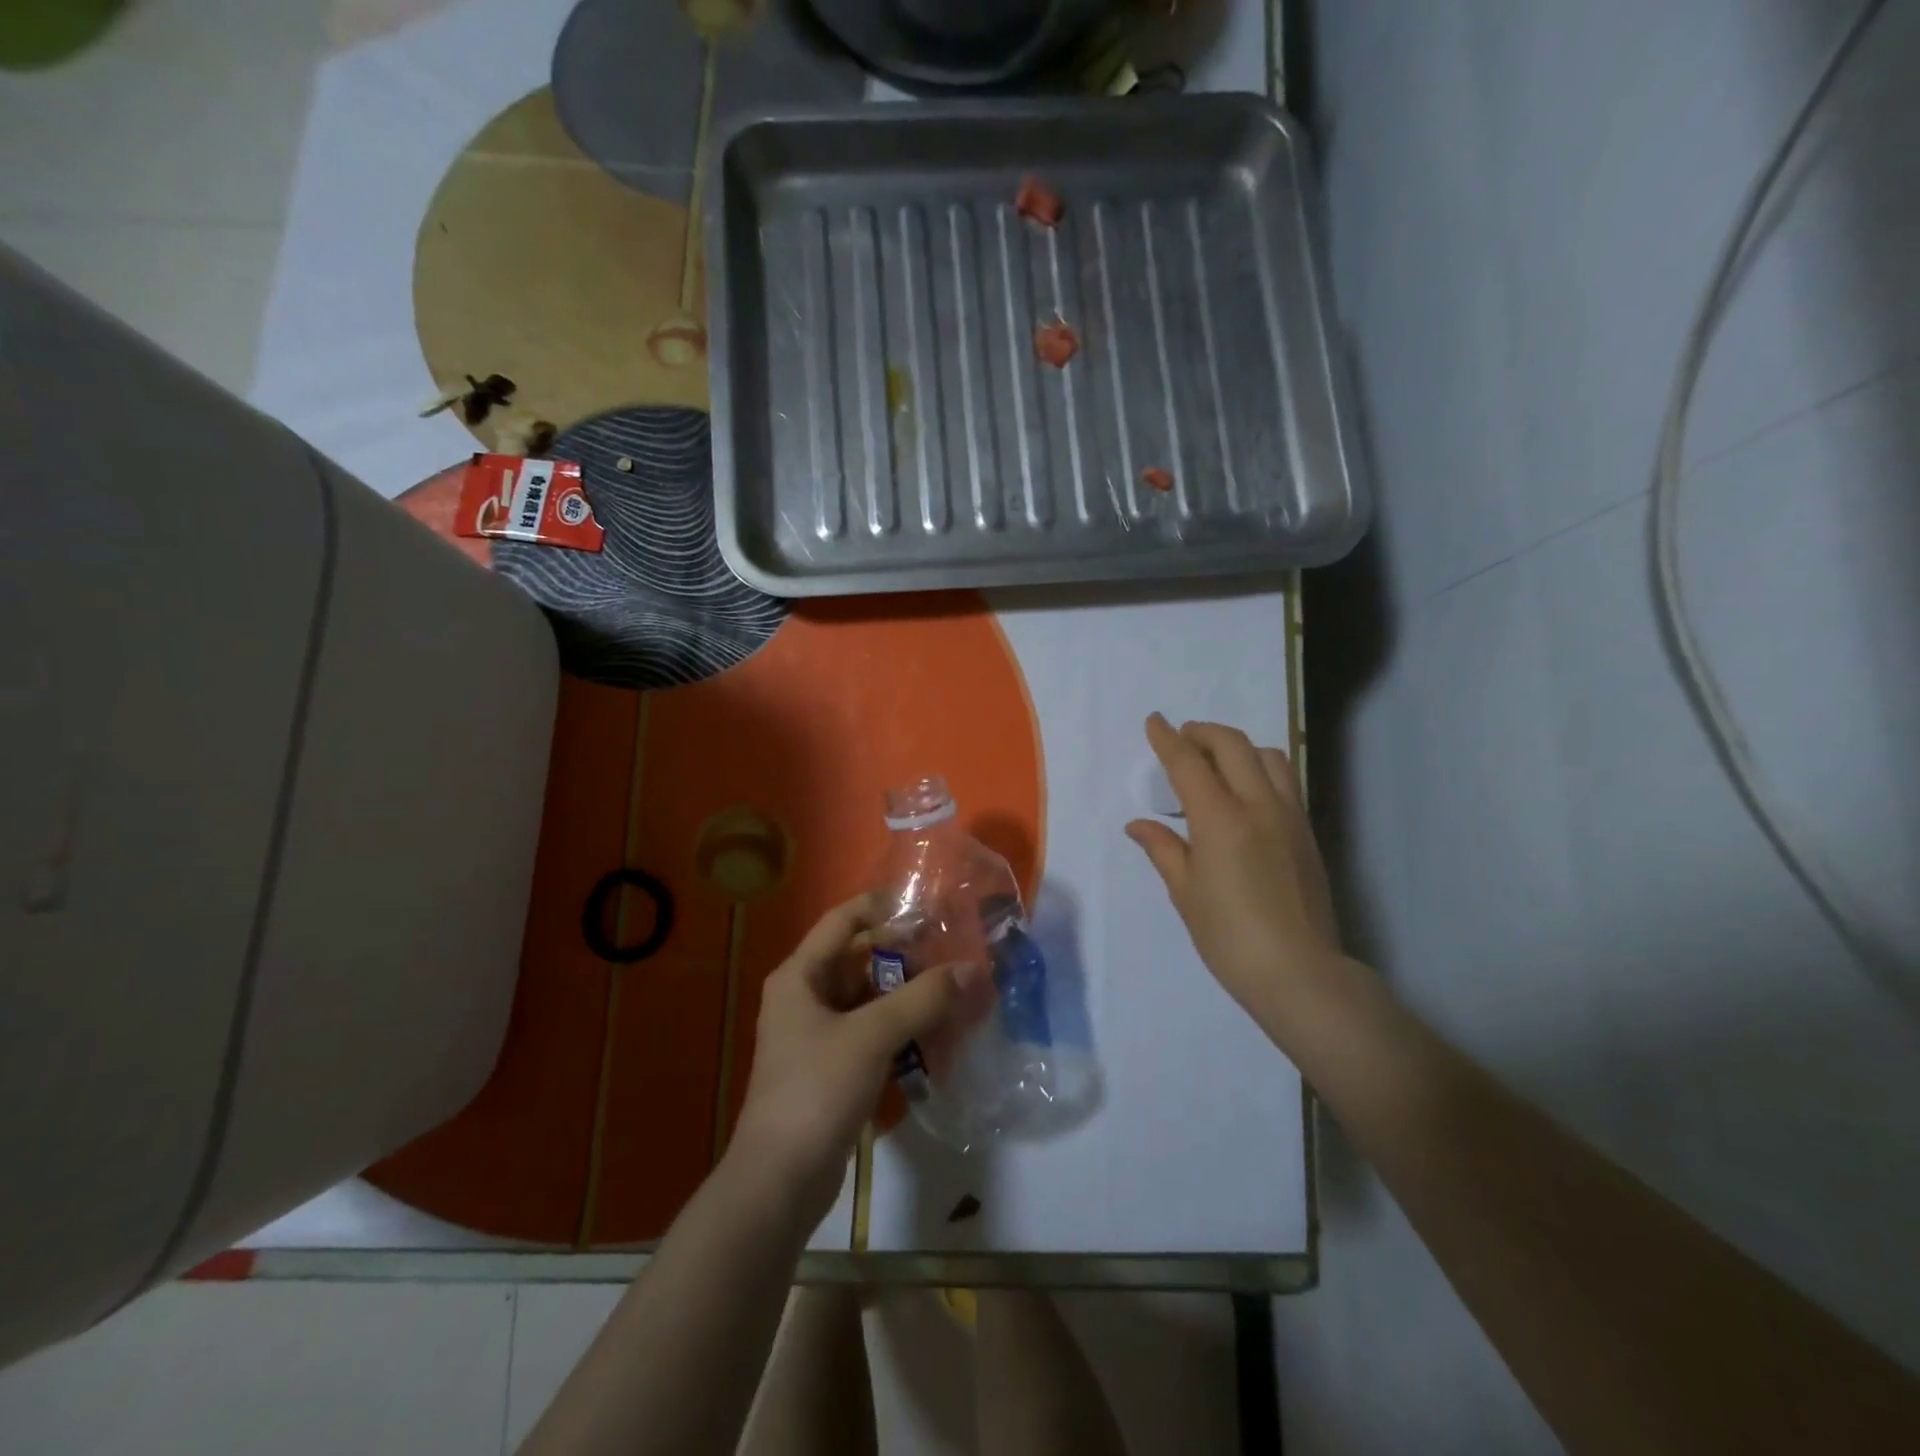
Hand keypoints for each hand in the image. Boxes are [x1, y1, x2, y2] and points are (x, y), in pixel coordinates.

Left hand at [731, 893, 985, 1221]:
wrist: (780, 1181)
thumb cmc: (816, 1090)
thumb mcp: (872, 1036)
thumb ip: (922, 998)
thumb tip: (971, 969)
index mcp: (800, 975)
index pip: (843, 920)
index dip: (882, 907)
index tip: (927, 907)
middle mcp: (805, 996)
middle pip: (860, 959)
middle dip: (906, 956)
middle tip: (952, 952)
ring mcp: (818, 1034)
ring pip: (870, 998)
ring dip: (908, 995)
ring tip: (954, 990)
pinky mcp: (833, 1067)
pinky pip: (872, 1032)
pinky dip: (902, 1028)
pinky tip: (938, 1034)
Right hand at [1125, 714, 1355, 1044]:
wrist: (1299, 972)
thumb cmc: (1229, 937)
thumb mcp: (1185, 893)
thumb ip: (1163, 848)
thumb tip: (1138, 824)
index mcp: (1220, 820)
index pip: (1189, 763)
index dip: (1168, 739)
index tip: (1154, 721)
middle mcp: (1258, 806)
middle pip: (1233, 745)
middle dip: (1203, 733)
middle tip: (1183, 739)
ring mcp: (1289, 816)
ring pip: (1268, 756)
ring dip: (1238, 747)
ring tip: (1217, 763)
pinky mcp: (1307, 832)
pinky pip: (1285, 781)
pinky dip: (1260, 769)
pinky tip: (1245, 793)